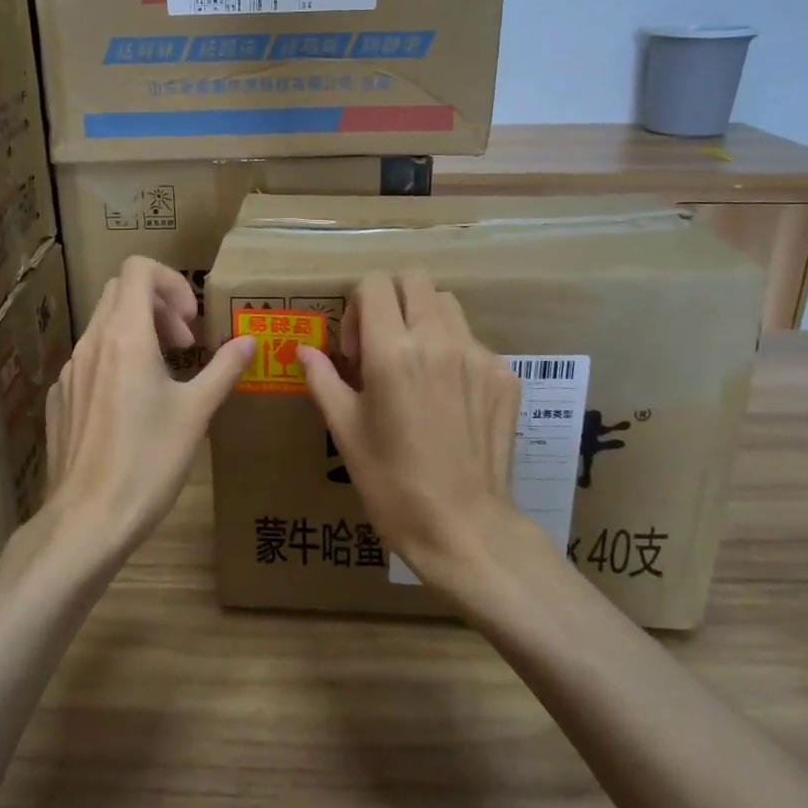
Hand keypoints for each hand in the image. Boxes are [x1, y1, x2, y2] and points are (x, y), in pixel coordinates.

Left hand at [39, 257, 253, 567]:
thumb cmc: (149, 462)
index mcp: (125, 337)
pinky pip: (89, 358)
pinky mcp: (60, 398)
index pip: (138, 268)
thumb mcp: (196, 413)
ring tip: (164, 374)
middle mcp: (92, 343)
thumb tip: (249, 341)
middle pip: (120, 291)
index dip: (171, 283)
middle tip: (185, 344)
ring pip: (103, 324)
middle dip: (158, 305)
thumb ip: (223, 369)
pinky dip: (116, 360)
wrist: (88, 519)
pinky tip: (132, 406)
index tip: (191, 323)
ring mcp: (70, 371)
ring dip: (138, 332)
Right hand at [297, 271, 526, 589]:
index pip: (374, 283)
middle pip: (414, 280)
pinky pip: (473, 342)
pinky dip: (453, 352)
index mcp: (393, 351)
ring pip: (447, 304)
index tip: (355, 350)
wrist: (464, 527)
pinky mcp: (504, 376)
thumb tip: (303, 350)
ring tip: (416, 366)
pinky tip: (446, 398)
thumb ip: (323, 379)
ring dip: (424, 319)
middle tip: (383, 346)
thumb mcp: (345, 431)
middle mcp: (439, 340)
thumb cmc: (392, 483)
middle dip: (391, 301)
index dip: (357, 307)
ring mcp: (478, 356)